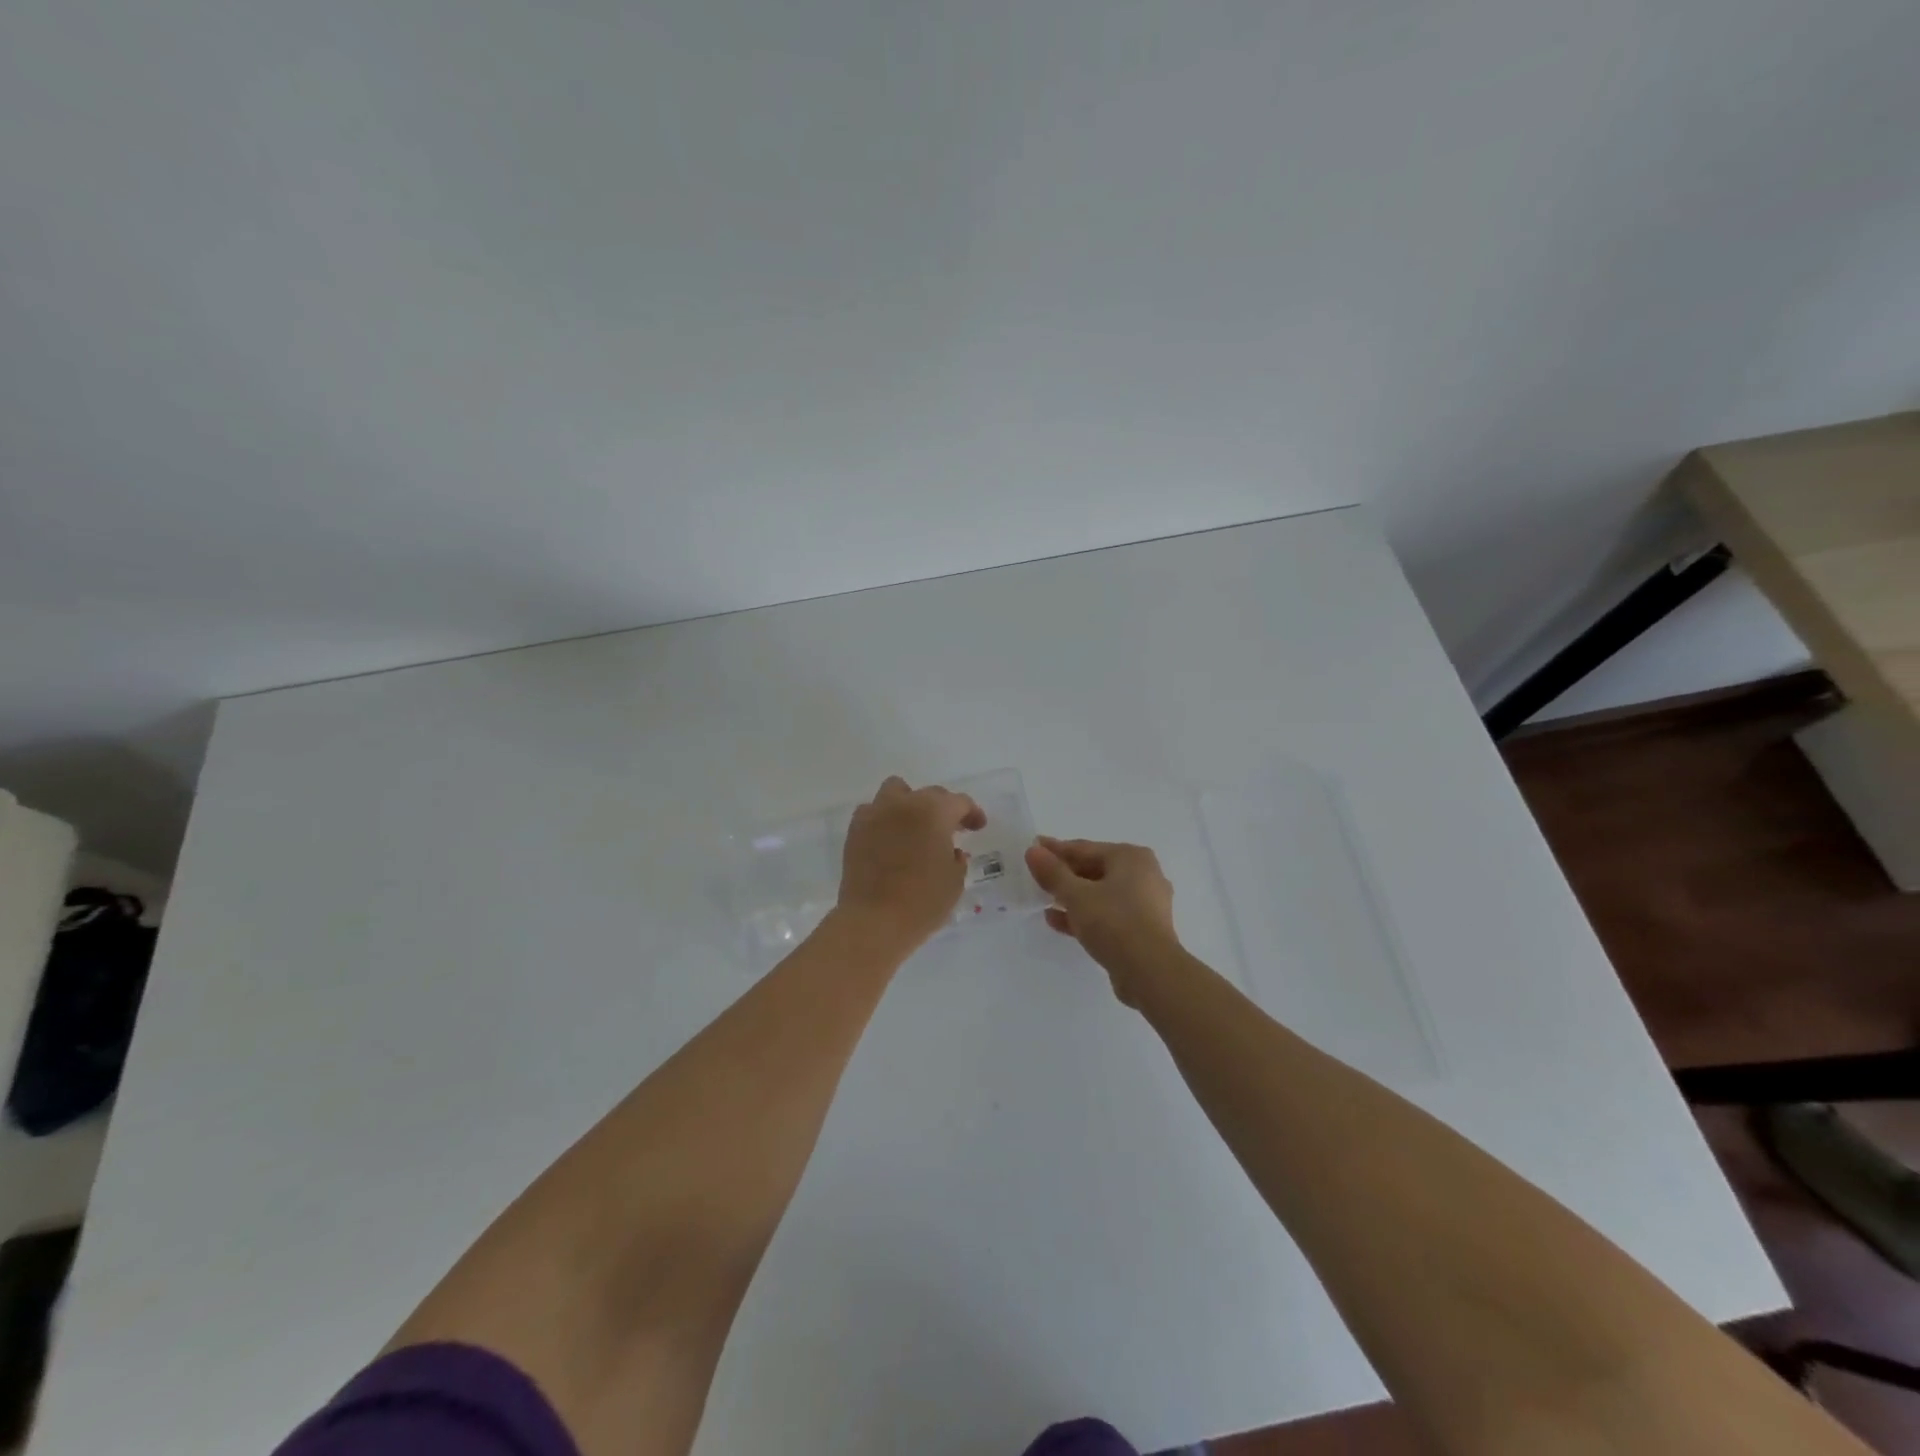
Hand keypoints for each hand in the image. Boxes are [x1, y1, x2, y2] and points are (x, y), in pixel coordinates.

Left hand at [836, 776, 986, 950]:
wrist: (874, 921)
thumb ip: (956, 858)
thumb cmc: (923, 902)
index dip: (972, 813)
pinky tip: (890, 839)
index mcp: (934, 811)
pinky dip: (884, 819)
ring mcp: (876, 814)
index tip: (977, 827)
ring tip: (914, 827)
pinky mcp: (855, 830)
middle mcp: (904, 803)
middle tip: (949, 830)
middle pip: (929, 794)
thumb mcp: (954, 881)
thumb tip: (950, 850)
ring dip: (909, 804)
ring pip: (895, 792)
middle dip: (943, 808)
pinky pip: (872, 812)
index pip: (959, 802)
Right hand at [1024, 836, 1182, 1003]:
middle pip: (1095, 869)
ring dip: (1072, 896)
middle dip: (1064, 874)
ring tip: (1043, 899)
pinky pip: (1108, 914)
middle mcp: (1143, 875)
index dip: (1056, 849)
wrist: (1150, 972)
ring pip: (1101, 894)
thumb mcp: (1076, 895)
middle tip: (1036, 875)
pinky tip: (1057, 920)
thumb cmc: (1114, 922)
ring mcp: (1145, 904)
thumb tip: (1033, 851)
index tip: (1033, 848)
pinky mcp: (1142, 930)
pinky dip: (1085, 915)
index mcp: (1131, 857)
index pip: (1085, 848)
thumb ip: (1053, 872)